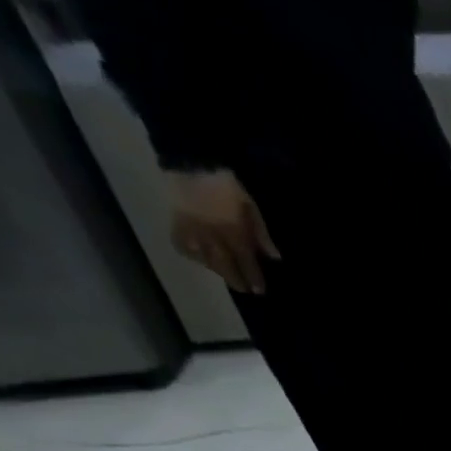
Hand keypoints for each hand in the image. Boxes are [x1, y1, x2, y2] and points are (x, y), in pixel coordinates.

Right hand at [168, 170, 279, 294]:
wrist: (190, 159)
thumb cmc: (226, 184)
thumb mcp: (250, 207)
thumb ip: (261, 233)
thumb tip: (274, 257)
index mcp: (233, 231)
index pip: (246, 261)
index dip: (253, 278)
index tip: (259, 290)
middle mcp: (212, 234)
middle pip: (225, 265)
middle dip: (235, 279)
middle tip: (243, 289)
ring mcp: (192, 228)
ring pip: (204, 258)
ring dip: (216, 270)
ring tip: (224, 274)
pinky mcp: (175, 220)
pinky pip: (181, 243)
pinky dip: (190, 254)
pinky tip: (198, 258)